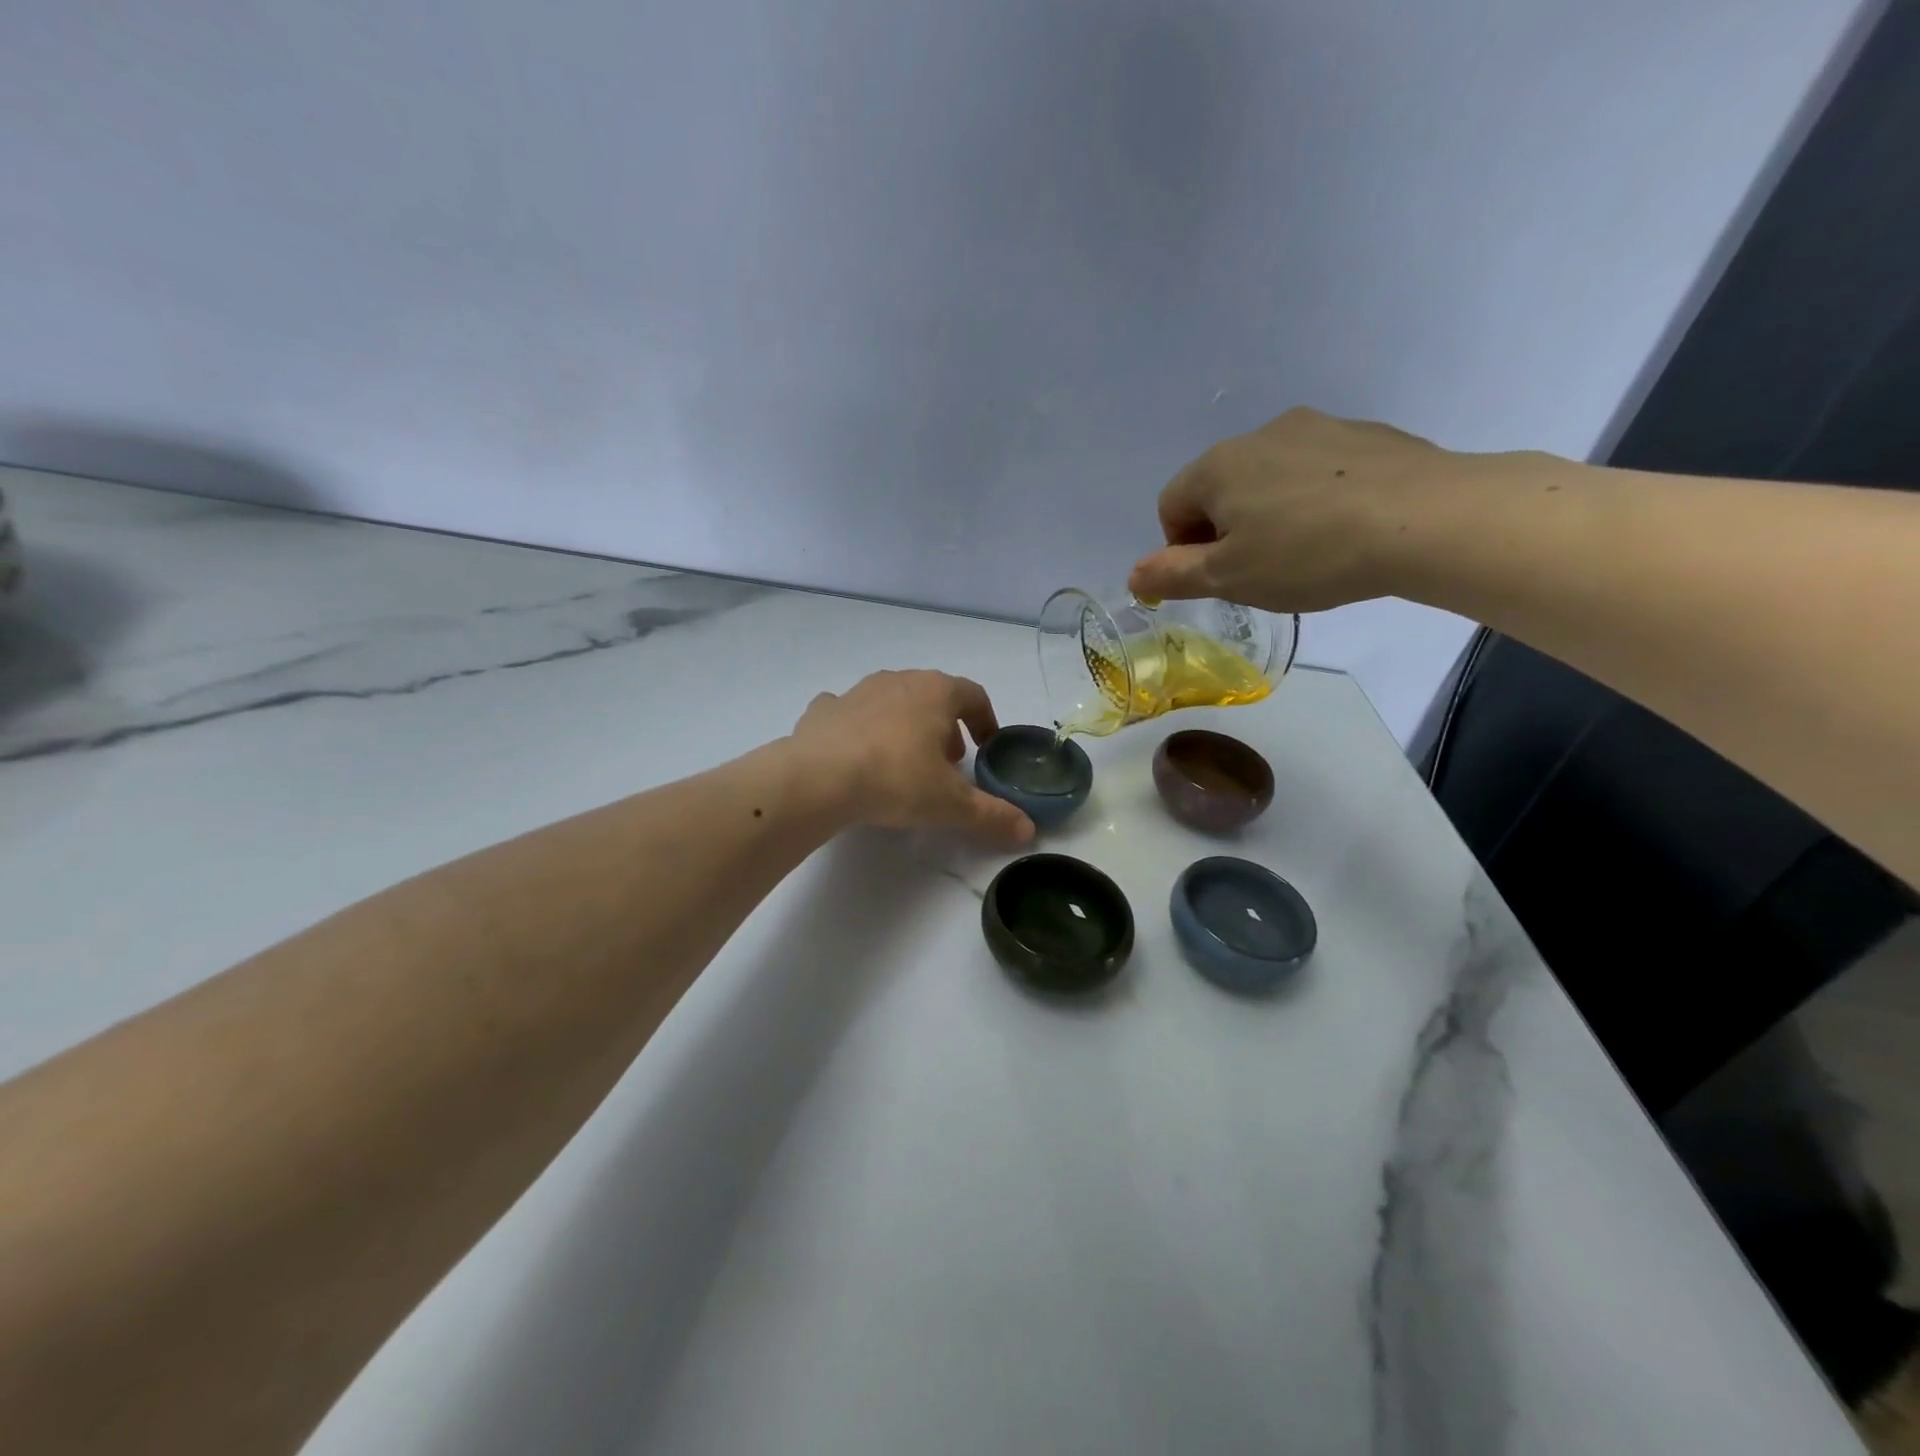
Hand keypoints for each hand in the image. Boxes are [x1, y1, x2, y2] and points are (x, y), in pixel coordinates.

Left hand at [789, 670, 1034, 846]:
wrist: (817, 778)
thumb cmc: (895, 780)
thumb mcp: (951, 804)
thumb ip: (992, 815)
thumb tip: (1028, 831)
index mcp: (935, 692)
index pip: (973, 695)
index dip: (986, 720)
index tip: (987, 747)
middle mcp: (899, 680)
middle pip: (933, 695)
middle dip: (946, 725)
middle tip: (948, 761)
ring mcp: (857, 691)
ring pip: (892, 700)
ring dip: (905, 724)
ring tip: (904, 760)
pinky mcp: (823, 710)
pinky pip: (848, 712)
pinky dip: (858, 727)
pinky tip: (855, 753)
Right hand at [1128, 407, 1486, 612]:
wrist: (1425, 520)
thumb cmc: (1308, 554)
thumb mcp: (1229, 578)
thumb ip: (1173, 575)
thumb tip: (1133, 575)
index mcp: (1218, 467)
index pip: (1171, 505)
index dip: (1181, 548)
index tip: (1218, 576)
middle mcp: (1260, 434)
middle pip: (1219, 488)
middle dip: (1227, 529)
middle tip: (1259, 570)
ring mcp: (1316, 428)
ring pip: (1270, 477)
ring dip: (1271, 512)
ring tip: (1308, 552)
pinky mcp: (1365, 435)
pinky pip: (1318, 471)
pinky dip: (1316, 499)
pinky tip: (1345, 529)